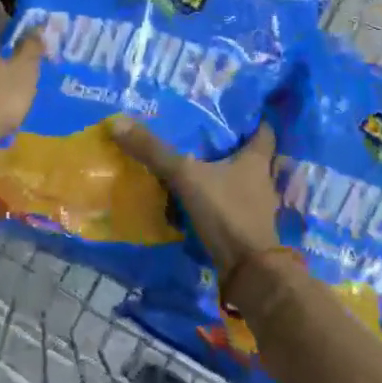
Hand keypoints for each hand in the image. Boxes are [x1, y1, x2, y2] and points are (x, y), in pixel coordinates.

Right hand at [108, 117, 280, 280]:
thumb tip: (118, 122)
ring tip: (197, 166)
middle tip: (204, 135)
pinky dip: (218, 202)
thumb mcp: (186, 177)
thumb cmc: (227, 213)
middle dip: (232, 147)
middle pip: (251, 157)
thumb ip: (155, 152)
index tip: (234, 112)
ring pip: (241, 182)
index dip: (253, 120)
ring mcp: (257, 207)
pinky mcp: (247, 229)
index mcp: (256, 160)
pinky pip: (231, 206)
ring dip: (224, 176)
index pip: (263, 131)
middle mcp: (262, 180)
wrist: (249, 270)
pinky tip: (197, 200)